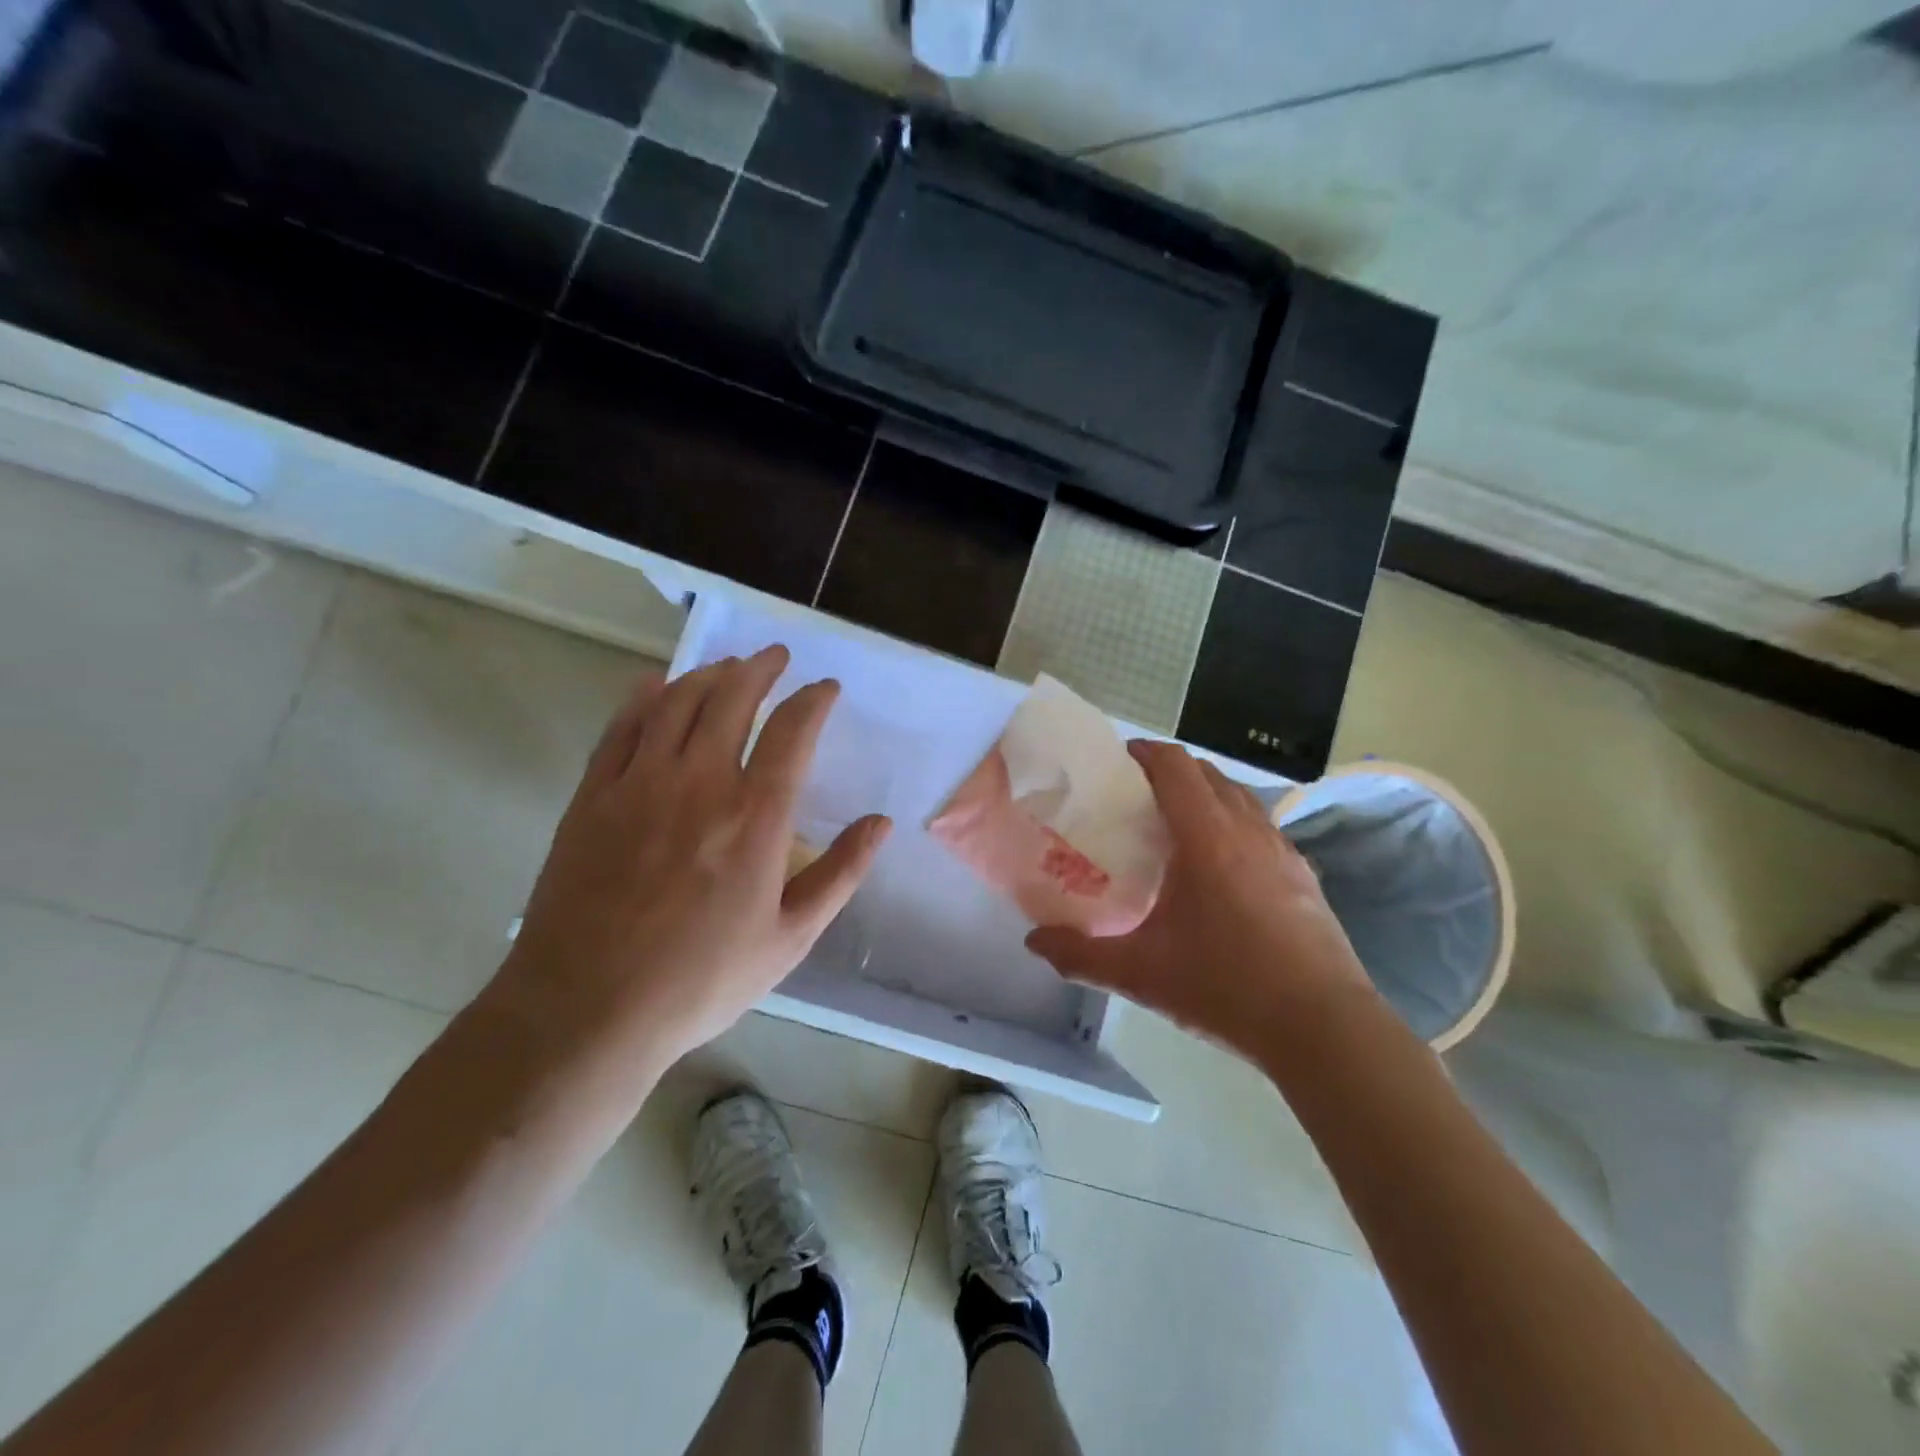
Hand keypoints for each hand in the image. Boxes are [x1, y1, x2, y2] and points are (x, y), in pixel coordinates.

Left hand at [486, 646, 889, 1087]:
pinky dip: (645, 697)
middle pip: (733, 699)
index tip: (825, 689)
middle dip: (760, 668)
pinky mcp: (594, 796)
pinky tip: (657, 685)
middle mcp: (701, 783)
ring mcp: (640, 784)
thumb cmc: (701, 979)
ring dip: (708, 674)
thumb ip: (840, 873)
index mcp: (756, 817)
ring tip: (727, 666)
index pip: (793, 732)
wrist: (589, 1009)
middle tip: (775, 656)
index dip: (813, 700)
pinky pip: (622, 728)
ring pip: (678, 703)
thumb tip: (880, 823)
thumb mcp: (790, 938)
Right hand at [1025, 741, 1371, 1060]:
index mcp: (1206, 837)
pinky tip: (1223, 866)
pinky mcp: (1304, 874)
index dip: (1144, 753)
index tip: (1117, 761)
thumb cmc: (1226, 987)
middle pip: (1207, 773)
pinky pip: (1262, 826)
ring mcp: (1283, 849)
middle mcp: (1248, 829)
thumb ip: (1081, 955)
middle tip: (1136, 796)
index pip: (1175, 766)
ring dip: (1206, 794)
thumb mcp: (1141, 974)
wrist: (1324, 1027)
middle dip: (1170, 771)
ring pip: (1240, 797)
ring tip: (1177, 824)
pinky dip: (1235, 823)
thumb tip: (1033, 941)